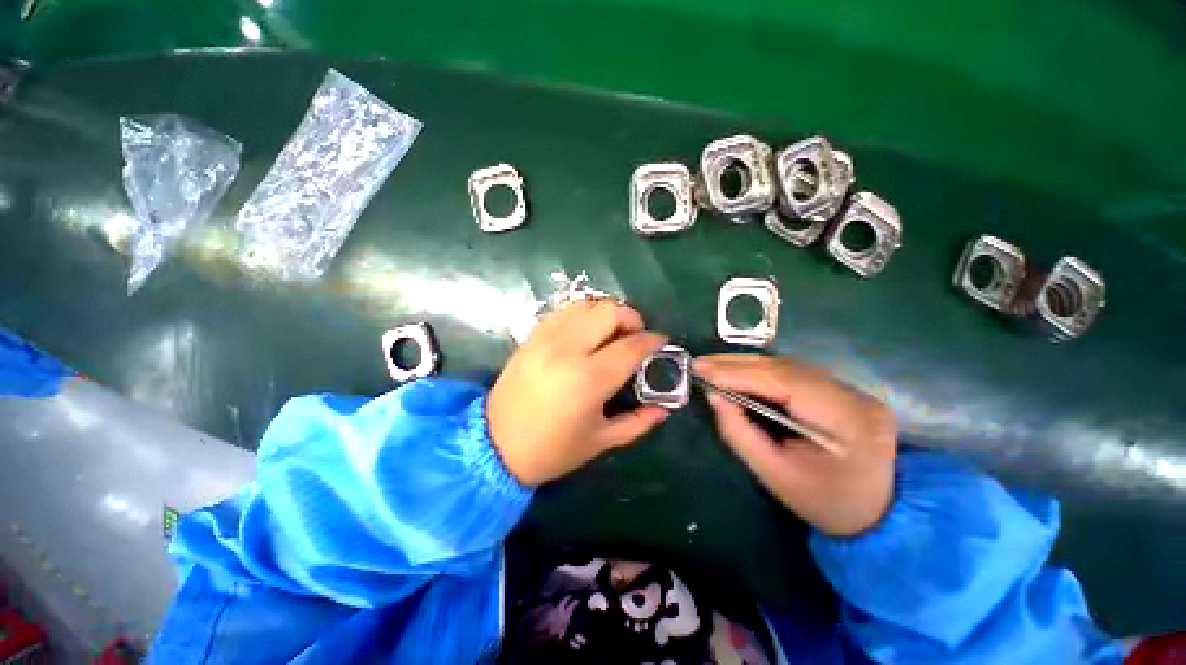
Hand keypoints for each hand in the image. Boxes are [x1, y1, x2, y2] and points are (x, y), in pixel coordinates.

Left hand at [487, 301, 669, 485]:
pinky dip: (582, 314)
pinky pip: (563, 311)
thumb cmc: (552, 449)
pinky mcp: (532, 336)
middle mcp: (568, 350)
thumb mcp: (601, 441)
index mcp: (589, 379)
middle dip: (632, 318)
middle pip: (609, 312)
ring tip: (612, 331)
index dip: (652, 340)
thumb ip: (638, 422)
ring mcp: (546, 339)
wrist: (495, 445)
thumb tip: (664, 408)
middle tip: (636, 335)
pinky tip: (586, 331)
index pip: (631, 346)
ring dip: (607, 312)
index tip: (661, 341)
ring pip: (585, 304)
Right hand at [694, 354, 896, 536]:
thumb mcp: (775, 476)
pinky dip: (759, 370)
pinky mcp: (842, 389)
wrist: (876, 514)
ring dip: (745, 364)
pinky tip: (736, 371)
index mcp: (847, 422)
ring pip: (788, 365)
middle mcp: (855, 396)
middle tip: (700, 364)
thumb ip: (740, 433)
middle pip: (786, 368)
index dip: (739, 374)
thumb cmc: (824, 503)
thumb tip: (713, 396)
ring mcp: (852, 389)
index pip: (785, 383)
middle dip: (736, 365)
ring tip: (711, 366)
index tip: (702, 373)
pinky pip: (793, 372)